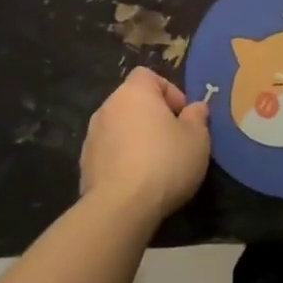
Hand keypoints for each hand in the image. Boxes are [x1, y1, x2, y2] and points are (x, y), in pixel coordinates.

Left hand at [79, 67, 210, 222]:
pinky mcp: (85, 164)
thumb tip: (195, 108)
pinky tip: (138, 181)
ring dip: (136, 138)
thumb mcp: (197, 138)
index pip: (148, 75)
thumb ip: (197, 117)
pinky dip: (122, 159)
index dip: (168, 91)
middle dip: (152, 117)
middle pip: (132, 102)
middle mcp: (107, 107)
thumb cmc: (165, 162)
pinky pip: (109, 152)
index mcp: (134, 93)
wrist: (120, 206)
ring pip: (120, 128)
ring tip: (156, 164)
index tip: (182, 115)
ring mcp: (92, 136)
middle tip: (174, 140)